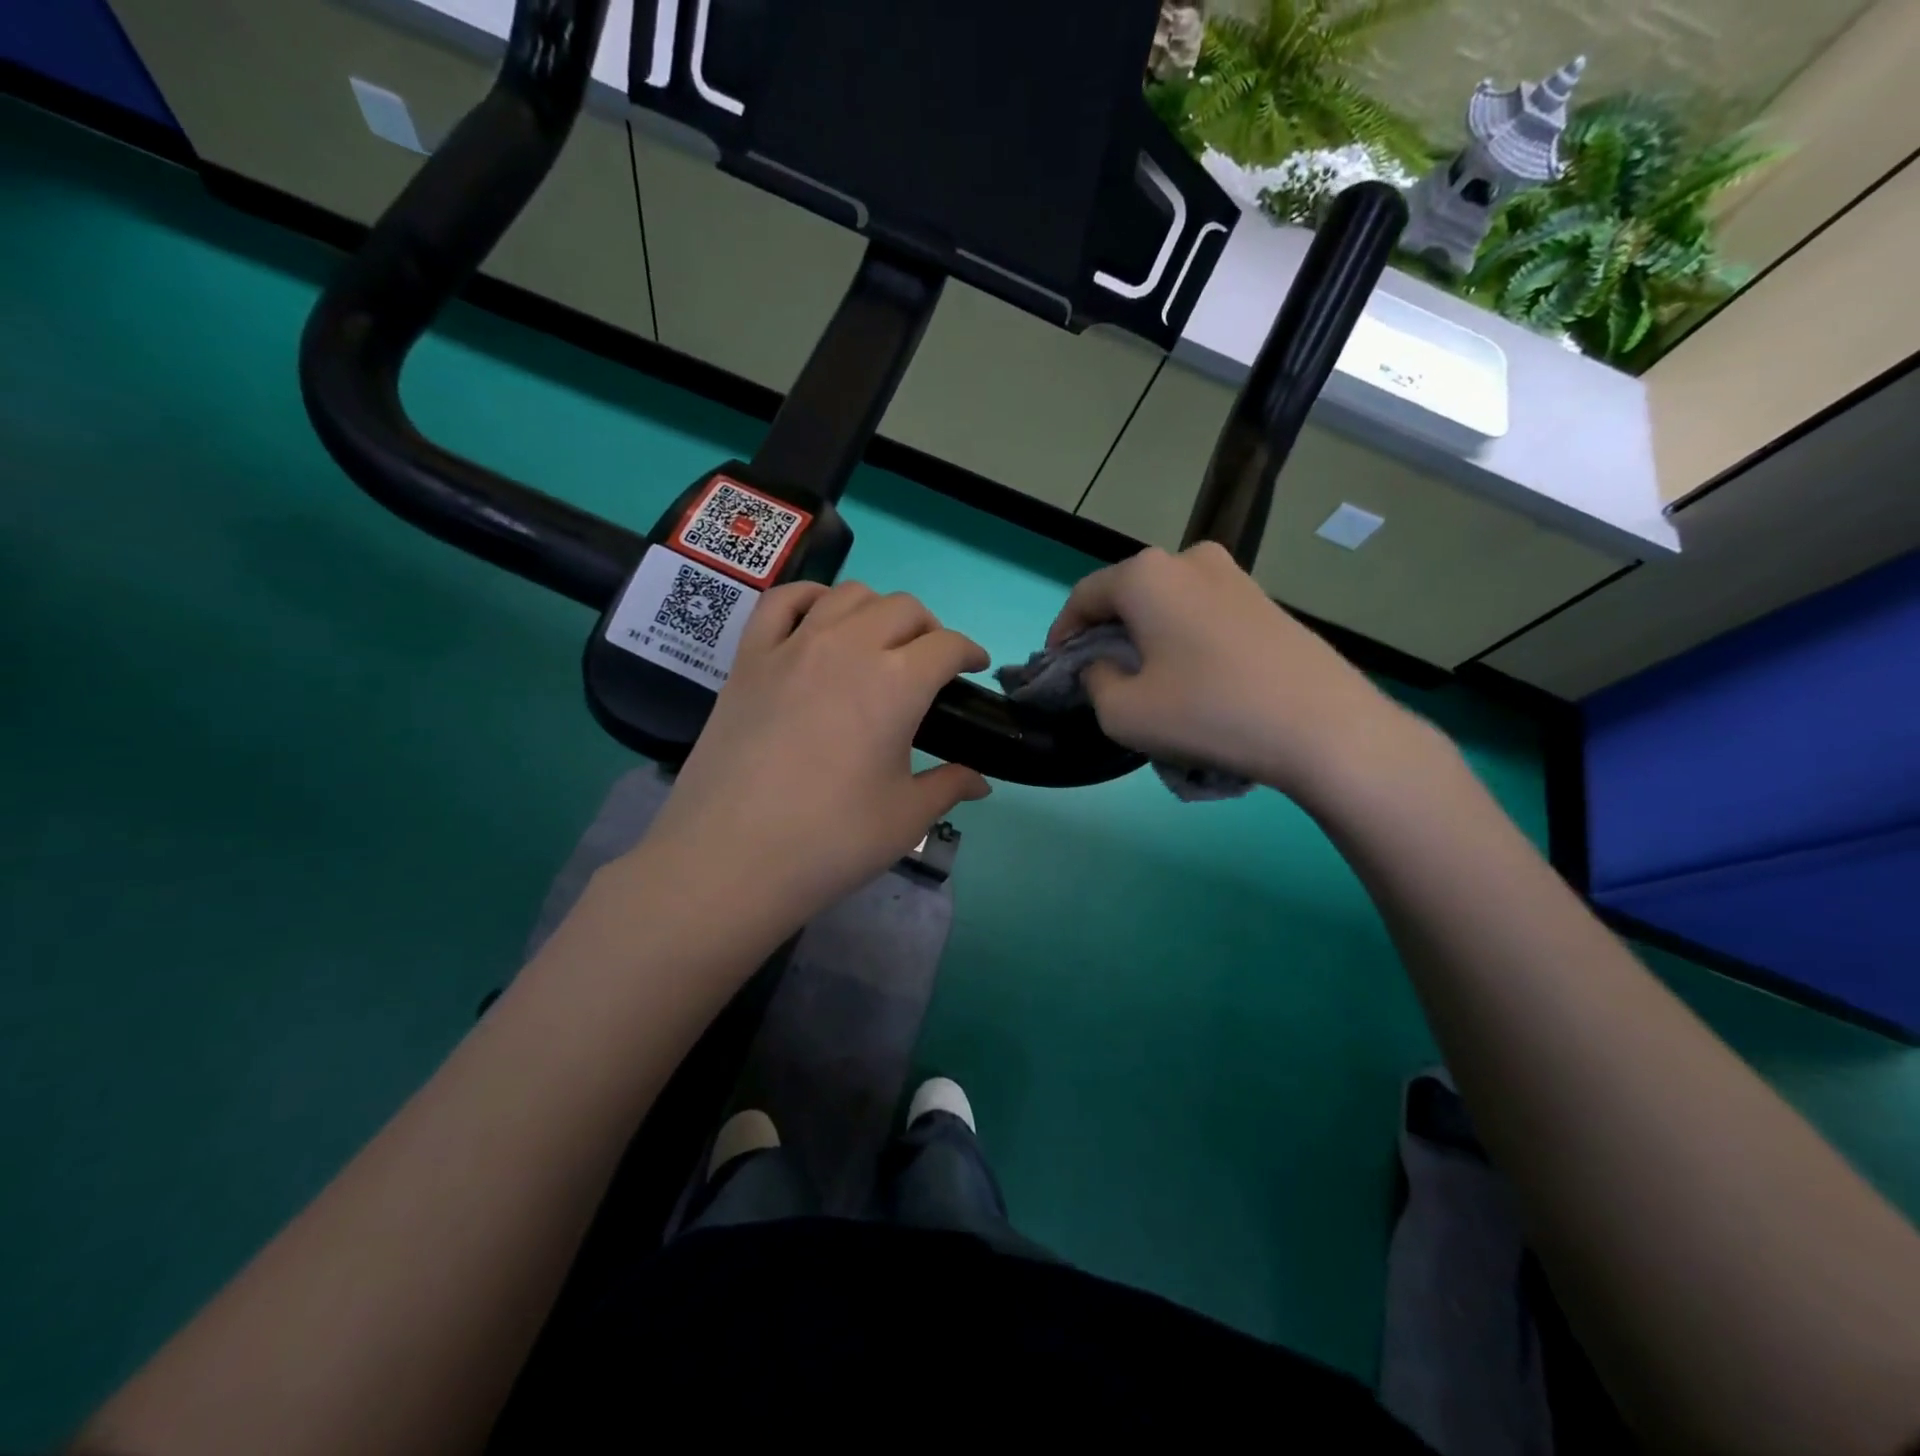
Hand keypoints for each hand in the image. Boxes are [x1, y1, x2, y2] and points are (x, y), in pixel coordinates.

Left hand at [633, 581, 991, 944]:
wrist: (730, 859)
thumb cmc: (830, 840)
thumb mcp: (905, 818)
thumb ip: (949, 786)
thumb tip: (981, 781)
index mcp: (896, 683)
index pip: (947, 646)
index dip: (970, 653)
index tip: (974, 669)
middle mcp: (848, 647)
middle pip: (903, 608)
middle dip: (929, 629)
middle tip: (930, 664)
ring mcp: (792, 646)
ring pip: (848, 595)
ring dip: (877, 610)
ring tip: (879, 643)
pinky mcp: (749, 658)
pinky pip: (781, 600)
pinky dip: (810, 597)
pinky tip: (820, 618)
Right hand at [1048, 542, 1414, 797]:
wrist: (1325, 728)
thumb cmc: (1209, 713)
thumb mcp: (1123, 713)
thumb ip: (1095, 681)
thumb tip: (1105, 666)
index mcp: (1147, 575)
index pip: (1084, 596)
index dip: (1062, 633)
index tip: (1057, 668)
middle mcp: (1189, 559)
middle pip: (1127, 595)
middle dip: (1106, 634)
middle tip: (1100, 677)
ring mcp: (1235, 576)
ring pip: (1167, 604)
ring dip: (1146, 637)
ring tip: (1147, 682)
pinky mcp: (1265, 601)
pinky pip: (1202, 615)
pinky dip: (1182, 640)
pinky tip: (1192, 680)